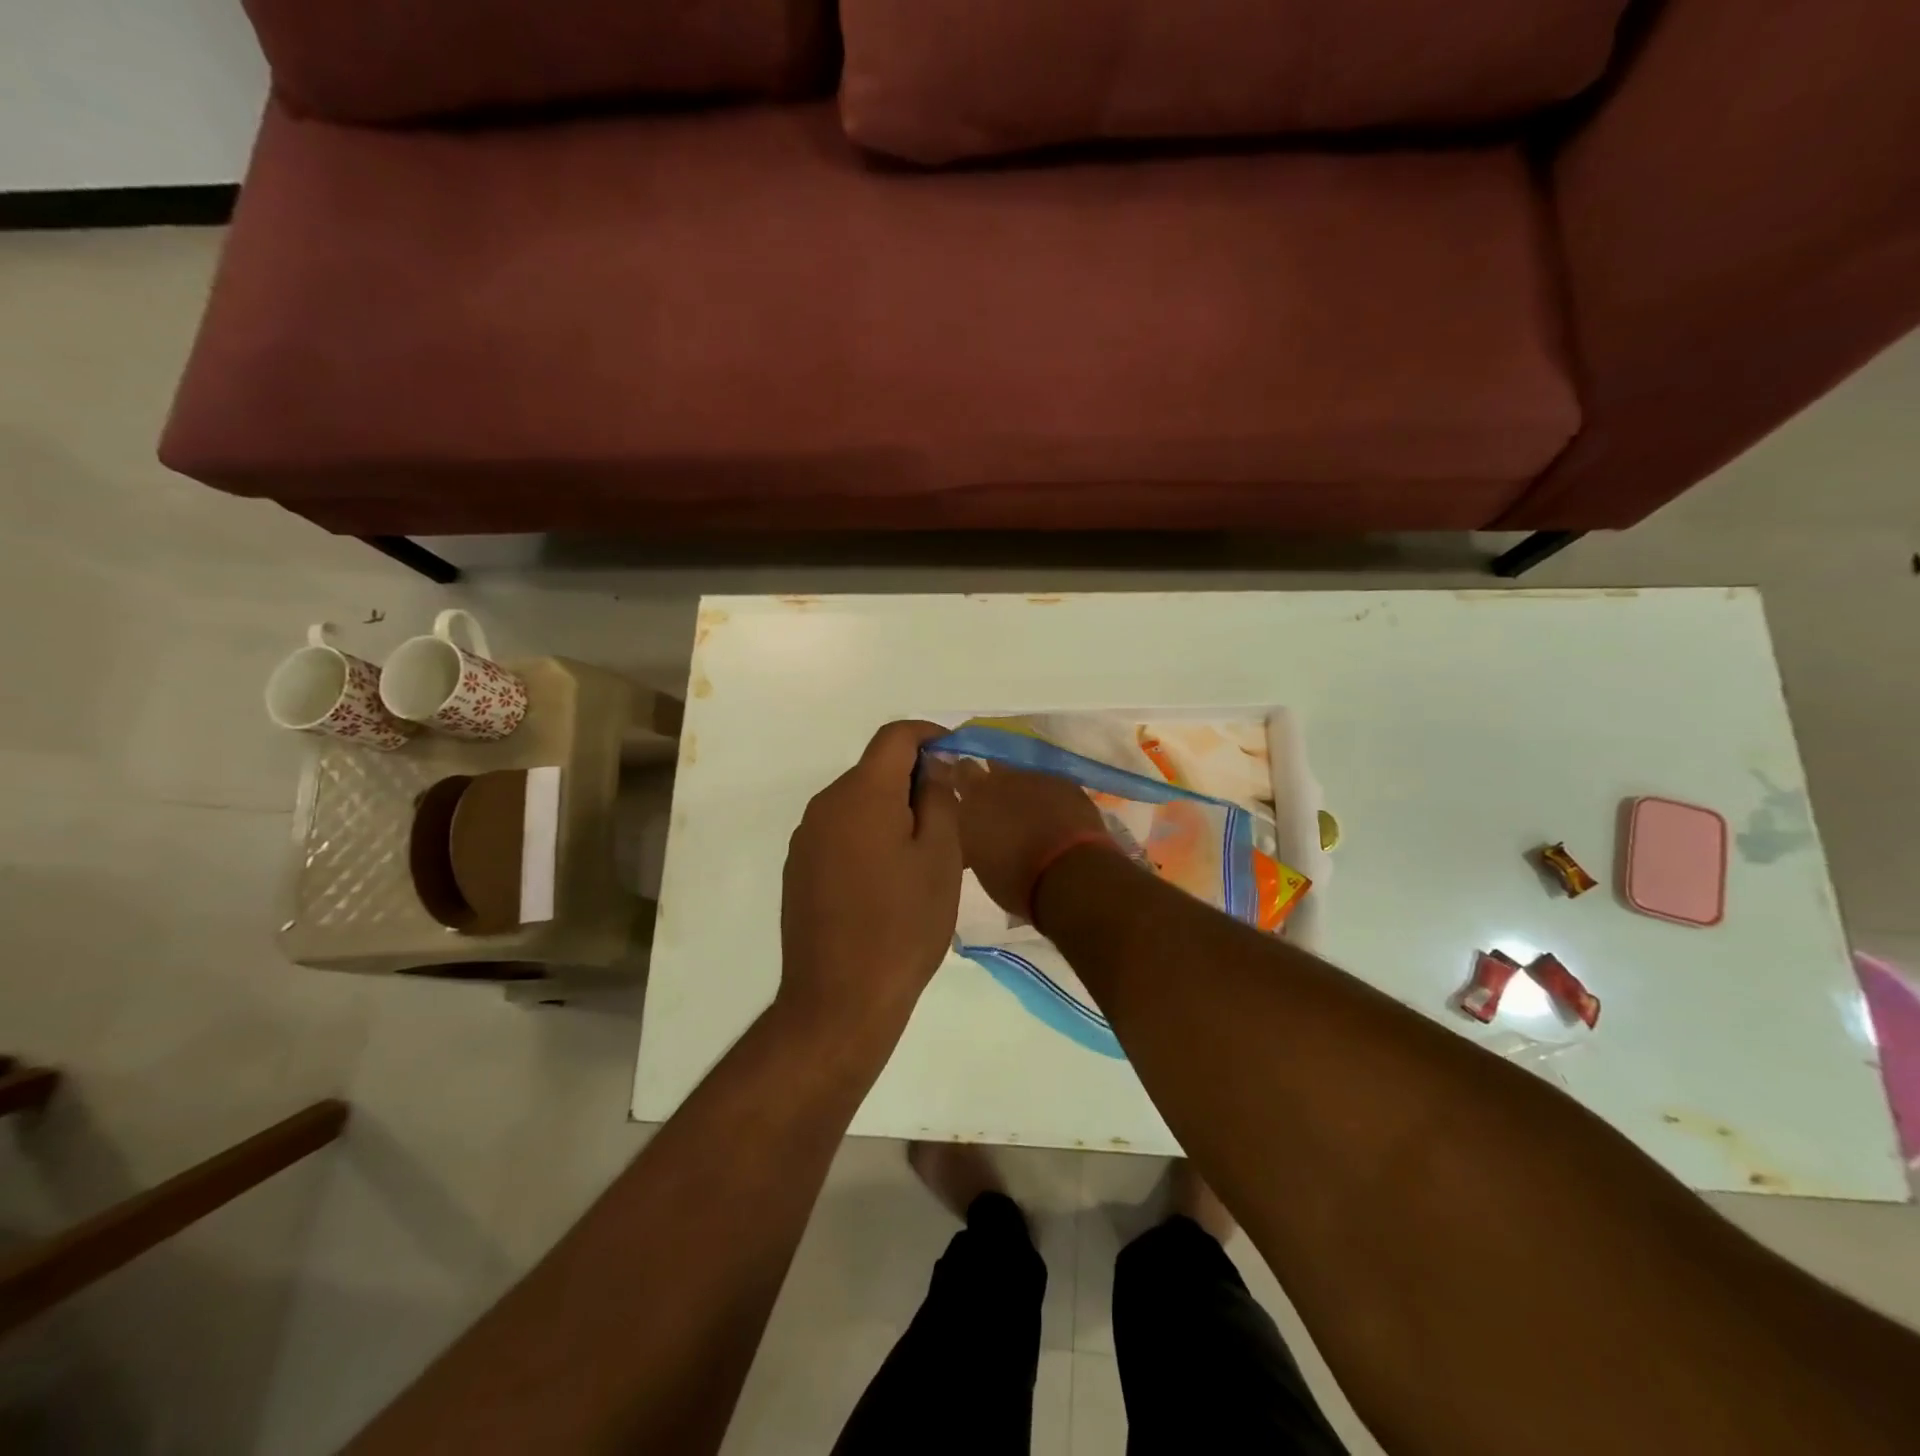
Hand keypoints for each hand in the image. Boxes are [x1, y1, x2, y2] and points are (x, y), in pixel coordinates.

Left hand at [779, 721, 962, 1041]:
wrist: (840, 999)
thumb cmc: (904, 925)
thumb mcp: (941, 857)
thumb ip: (939, 798)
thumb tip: (933, 767)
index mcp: (862, 793)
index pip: (895, 737)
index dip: (928, 734)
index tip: (956, 752)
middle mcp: (825, 805)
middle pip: (874, 770)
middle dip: (913, 779)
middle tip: (951, 814)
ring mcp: (806, 838)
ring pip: (858, 803)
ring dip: (891, 810)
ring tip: (923, 852)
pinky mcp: (799, 869)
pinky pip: (841, 832)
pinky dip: (869, 836)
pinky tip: (888, 879)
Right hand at [940, 759, 1114, 919]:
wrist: (1069, 875)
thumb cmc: (1015, 879)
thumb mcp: (979, 860)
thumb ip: (972, 832)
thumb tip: (974, 826)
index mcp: (974, 798)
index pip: (959, 771)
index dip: (960, 777)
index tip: (960, 788)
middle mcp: (1002, 779)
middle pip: (991, 766)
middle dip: (992, 779)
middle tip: (995, 802)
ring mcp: (1037, 778)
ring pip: (1023, 776)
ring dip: (1023, 791)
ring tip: (1030, 815)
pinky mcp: (1066, 783)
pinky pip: (1051, 785)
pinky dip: (1050, 798)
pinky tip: (1057, 817)